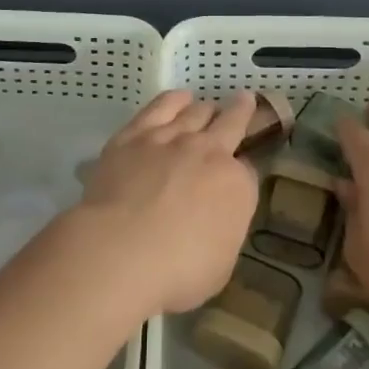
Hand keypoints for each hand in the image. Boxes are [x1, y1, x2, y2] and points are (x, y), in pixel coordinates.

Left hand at [79, 90, 260, 315]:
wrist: (120, 250)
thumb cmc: (176, 271)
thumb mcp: (220, 265)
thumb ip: (223, 232)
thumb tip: (218, 217)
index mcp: (236, 186)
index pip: (248, 171)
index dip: (243, 172)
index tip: (239, 173)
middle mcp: (210, 152)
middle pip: (231, 123)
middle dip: (241, 111)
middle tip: (246, 100)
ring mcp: (172, 138)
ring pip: (197, 111)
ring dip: (206, 108)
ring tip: (208, 105)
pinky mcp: (136, 133)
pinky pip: (161, 106)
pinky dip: (174, 100)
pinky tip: (179, 97)